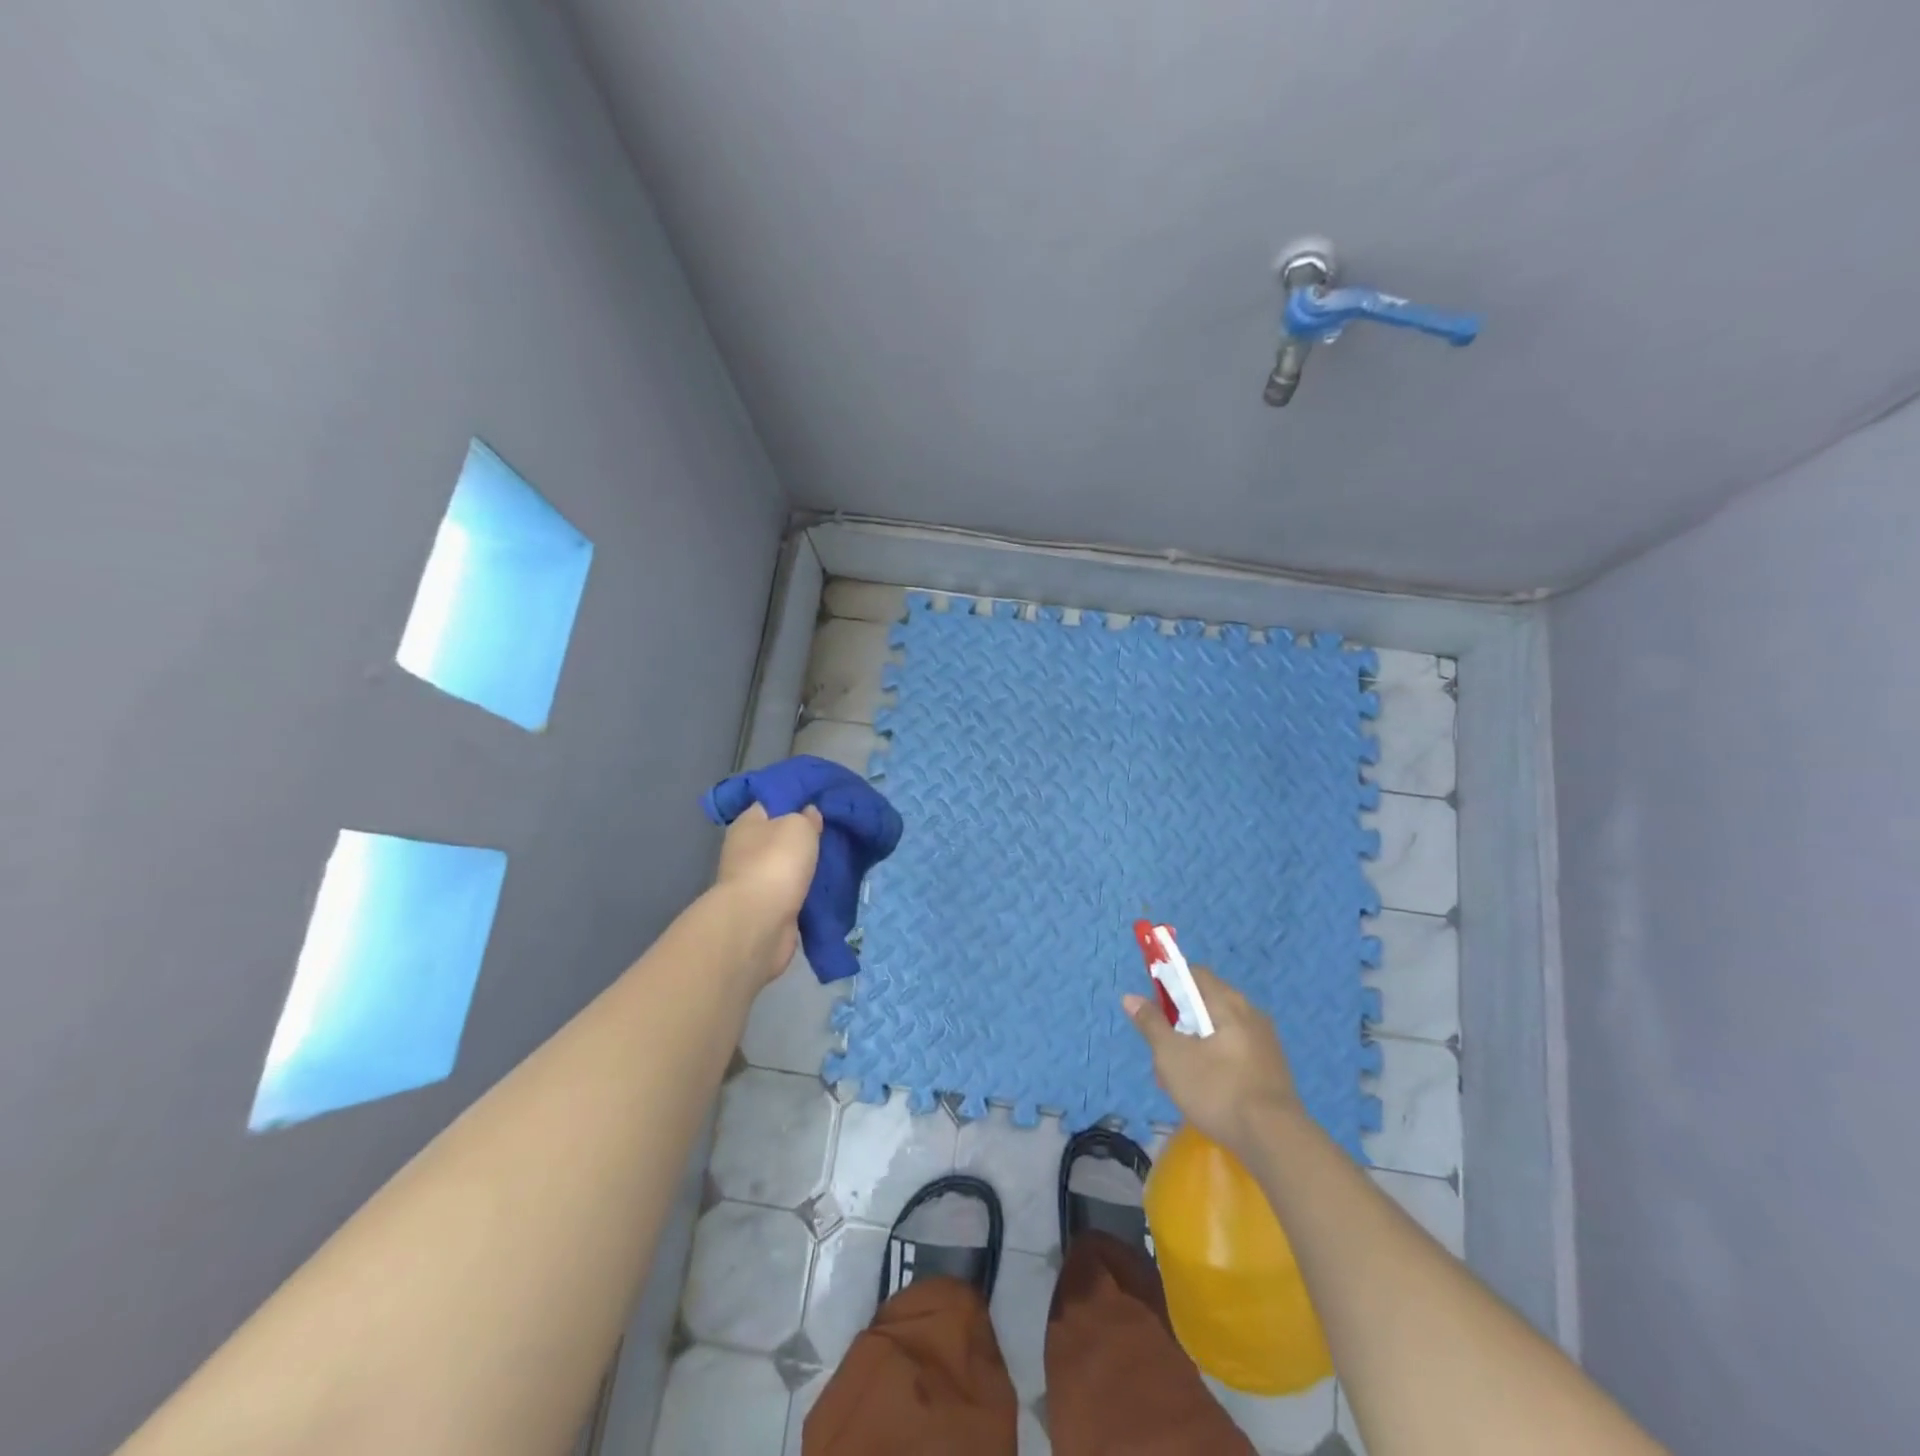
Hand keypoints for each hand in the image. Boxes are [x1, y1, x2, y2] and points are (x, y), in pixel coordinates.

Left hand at [713, 804, 822, 981]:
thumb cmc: (776, 862)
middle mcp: (746, 850)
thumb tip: (808, 814)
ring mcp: (756, 881)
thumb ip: (807, 816)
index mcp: (747, 823)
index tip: (822, 802)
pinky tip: (829, 886)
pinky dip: (808, 891)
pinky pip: (794, 892)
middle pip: (781, 836)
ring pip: (789, 866)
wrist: (760, 922)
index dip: (796, 800)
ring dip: (808, 866)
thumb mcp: (798, 825)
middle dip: (805, 836)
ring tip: (839, 859)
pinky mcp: (769, 908)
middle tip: (836, 831)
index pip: (772, 802)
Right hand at [1124, 966, 1300, 1155]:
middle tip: (1162, 1051)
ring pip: (1219, 1032)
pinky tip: (1205, 1092)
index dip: (1168, 983)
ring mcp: (1265, 1042)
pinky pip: (1234, 1053)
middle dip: (1178, 1023)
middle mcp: (1251, 1013)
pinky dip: (1215, 1062)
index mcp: (1228, 1002)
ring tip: (1178, 1080)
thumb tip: (1131, 997)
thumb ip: (1151, 1024)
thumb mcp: (1172, 1056)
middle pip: (1205, 1004)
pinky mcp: (1271, 1069)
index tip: (1153, 1009)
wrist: (1275, 1141)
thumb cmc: (1217, 1089)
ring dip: (1194, 1046)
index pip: (1193, 973)